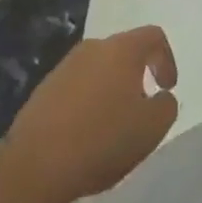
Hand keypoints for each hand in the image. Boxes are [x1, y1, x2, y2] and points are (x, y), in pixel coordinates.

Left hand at [10, 26, 178, 199]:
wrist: (35, 165)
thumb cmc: (102, 139)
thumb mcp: (151, 128)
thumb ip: (166, 106)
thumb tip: (161, 97)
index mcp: (122, 49)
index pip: (154, 36)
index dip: (167, 59)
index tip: (167, 88)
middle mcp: (94, 48)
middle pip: (124, 52)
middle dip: (136, 76)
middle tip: (140, 108)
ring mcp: (65, 67)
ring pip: (98, 71)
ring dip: (110, 90)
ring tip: (111, 126)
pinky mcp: (43, 90)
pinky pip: (75, 89)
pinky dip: (86, 104)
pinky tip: (84, 135)